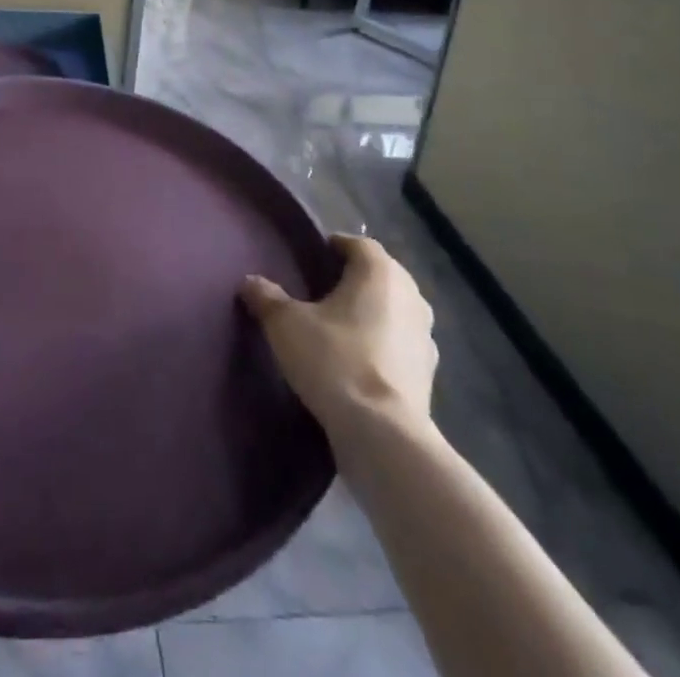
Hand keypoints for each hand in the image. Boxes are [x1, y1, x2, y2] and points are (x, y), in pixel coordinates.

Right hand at [241, 233, 437, 441]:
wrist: (383, 435)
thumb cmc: (334, 360)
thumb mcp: (286, 325)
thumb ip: (267, 297)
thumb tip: (250, 282)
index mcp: (379, 271)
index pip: (357, 244)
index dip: (333, 248)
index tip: (310, 261)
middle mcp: (411, 295)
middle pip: (379, 275)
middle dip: (353, 280)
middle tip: (321, 293)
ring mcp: (426, 336)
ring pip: (394, 310)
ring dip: (371, 314)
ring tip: (339, 330)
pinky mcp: (429, 374)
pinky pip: (401, 345)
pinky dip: (383, 346)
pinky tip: (359, 364)